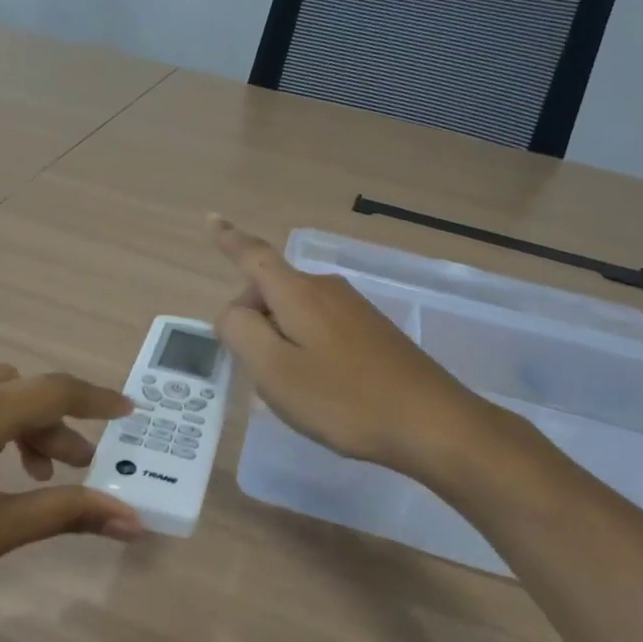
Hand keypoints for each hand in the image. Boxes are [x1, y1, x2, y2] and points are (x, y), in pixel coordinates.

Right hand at [210, 216, 509, 477]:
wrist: (432, 423)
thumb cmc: (343, 398)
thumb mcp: (274, 370)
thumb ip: (240, 332)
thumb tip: (231, 313)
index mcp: (298, 293)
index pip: (253, 256)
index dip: (228, 239)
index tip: (210, 218)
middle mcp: (326, 290)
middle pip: (271, 290)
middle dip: (251, 320)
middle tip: (253, 370)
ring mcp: (353, 309)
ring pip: (294, 312)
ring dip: (278, 340)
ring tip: (287, 387)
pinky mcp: (372, 331)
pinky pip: (319, 328)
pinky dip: (303, 348)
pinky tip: (318, 388)